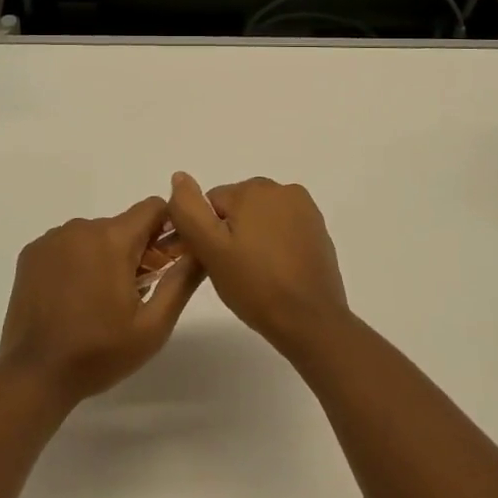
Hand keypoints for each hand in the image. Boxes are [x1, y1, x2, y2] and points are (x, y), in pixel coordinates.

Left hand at [0, 197, 203, 404]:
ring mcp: (52, 239)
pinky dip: (76, 262)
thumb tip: (201, 249)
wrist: (34, 375)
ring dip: (104, 256)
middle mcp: (82, 228)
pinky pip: (66, 245)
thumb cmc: (99, 352)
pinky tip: (71, 297)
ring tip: (99, 300)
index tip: (167, 257)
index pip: (152, 208)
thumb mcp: (153, 326)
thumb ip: (181, 281)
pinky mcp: (32, 253)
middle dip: (135, 250)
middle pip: (122, 226)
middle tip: (135, 292)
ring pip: (94, 235)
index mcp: (113, 239)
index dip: (167, 227)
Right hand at [166, 174, 347, 357]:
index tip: (210, 262)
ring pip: (260, 219)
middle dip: (229, 235)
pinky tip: (275, 273)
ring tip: (254, 276)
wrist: (312, 321)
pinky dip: (274, 246)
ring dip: (251, 239)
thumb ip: (188, 210)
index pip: (210, 204)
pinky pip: (282, 230)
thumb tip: (179, 177)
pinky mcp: (318, 230)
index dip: (204, 234)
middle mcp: (282, 189)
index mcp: (253, 189)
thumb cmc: (256, 285)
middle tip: (231, 272)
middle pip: (237, 208)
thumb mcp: (210, 249)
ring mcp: (304, 209)